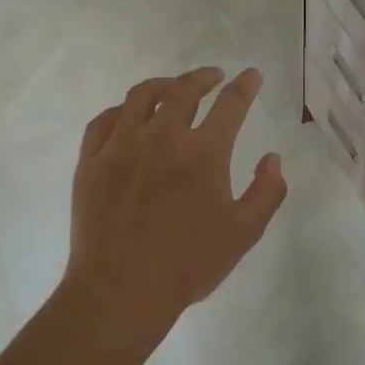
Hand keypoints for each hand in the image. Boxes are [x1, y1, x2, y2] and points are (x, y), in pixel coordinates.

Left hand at [62, 67, 287, 360]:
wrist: (122, 289)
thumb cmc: (189, 264)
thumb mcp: (244, 233)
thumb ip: (267, 192)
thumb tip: (273, 158)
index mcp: (204, 152)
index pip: (231, 104)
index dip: (245, 85)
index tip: (251, 75)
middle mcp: (163, 136)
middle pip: (185, 90)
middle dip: (204, 77)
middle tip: (213, 76)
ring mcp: (122, 145)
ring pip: (142, 96)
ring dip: (163, 85)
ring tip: (172, 87)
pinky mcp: (91, 160)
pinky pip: (104, 120)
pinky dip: (121, 110)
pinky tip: (128, 115)